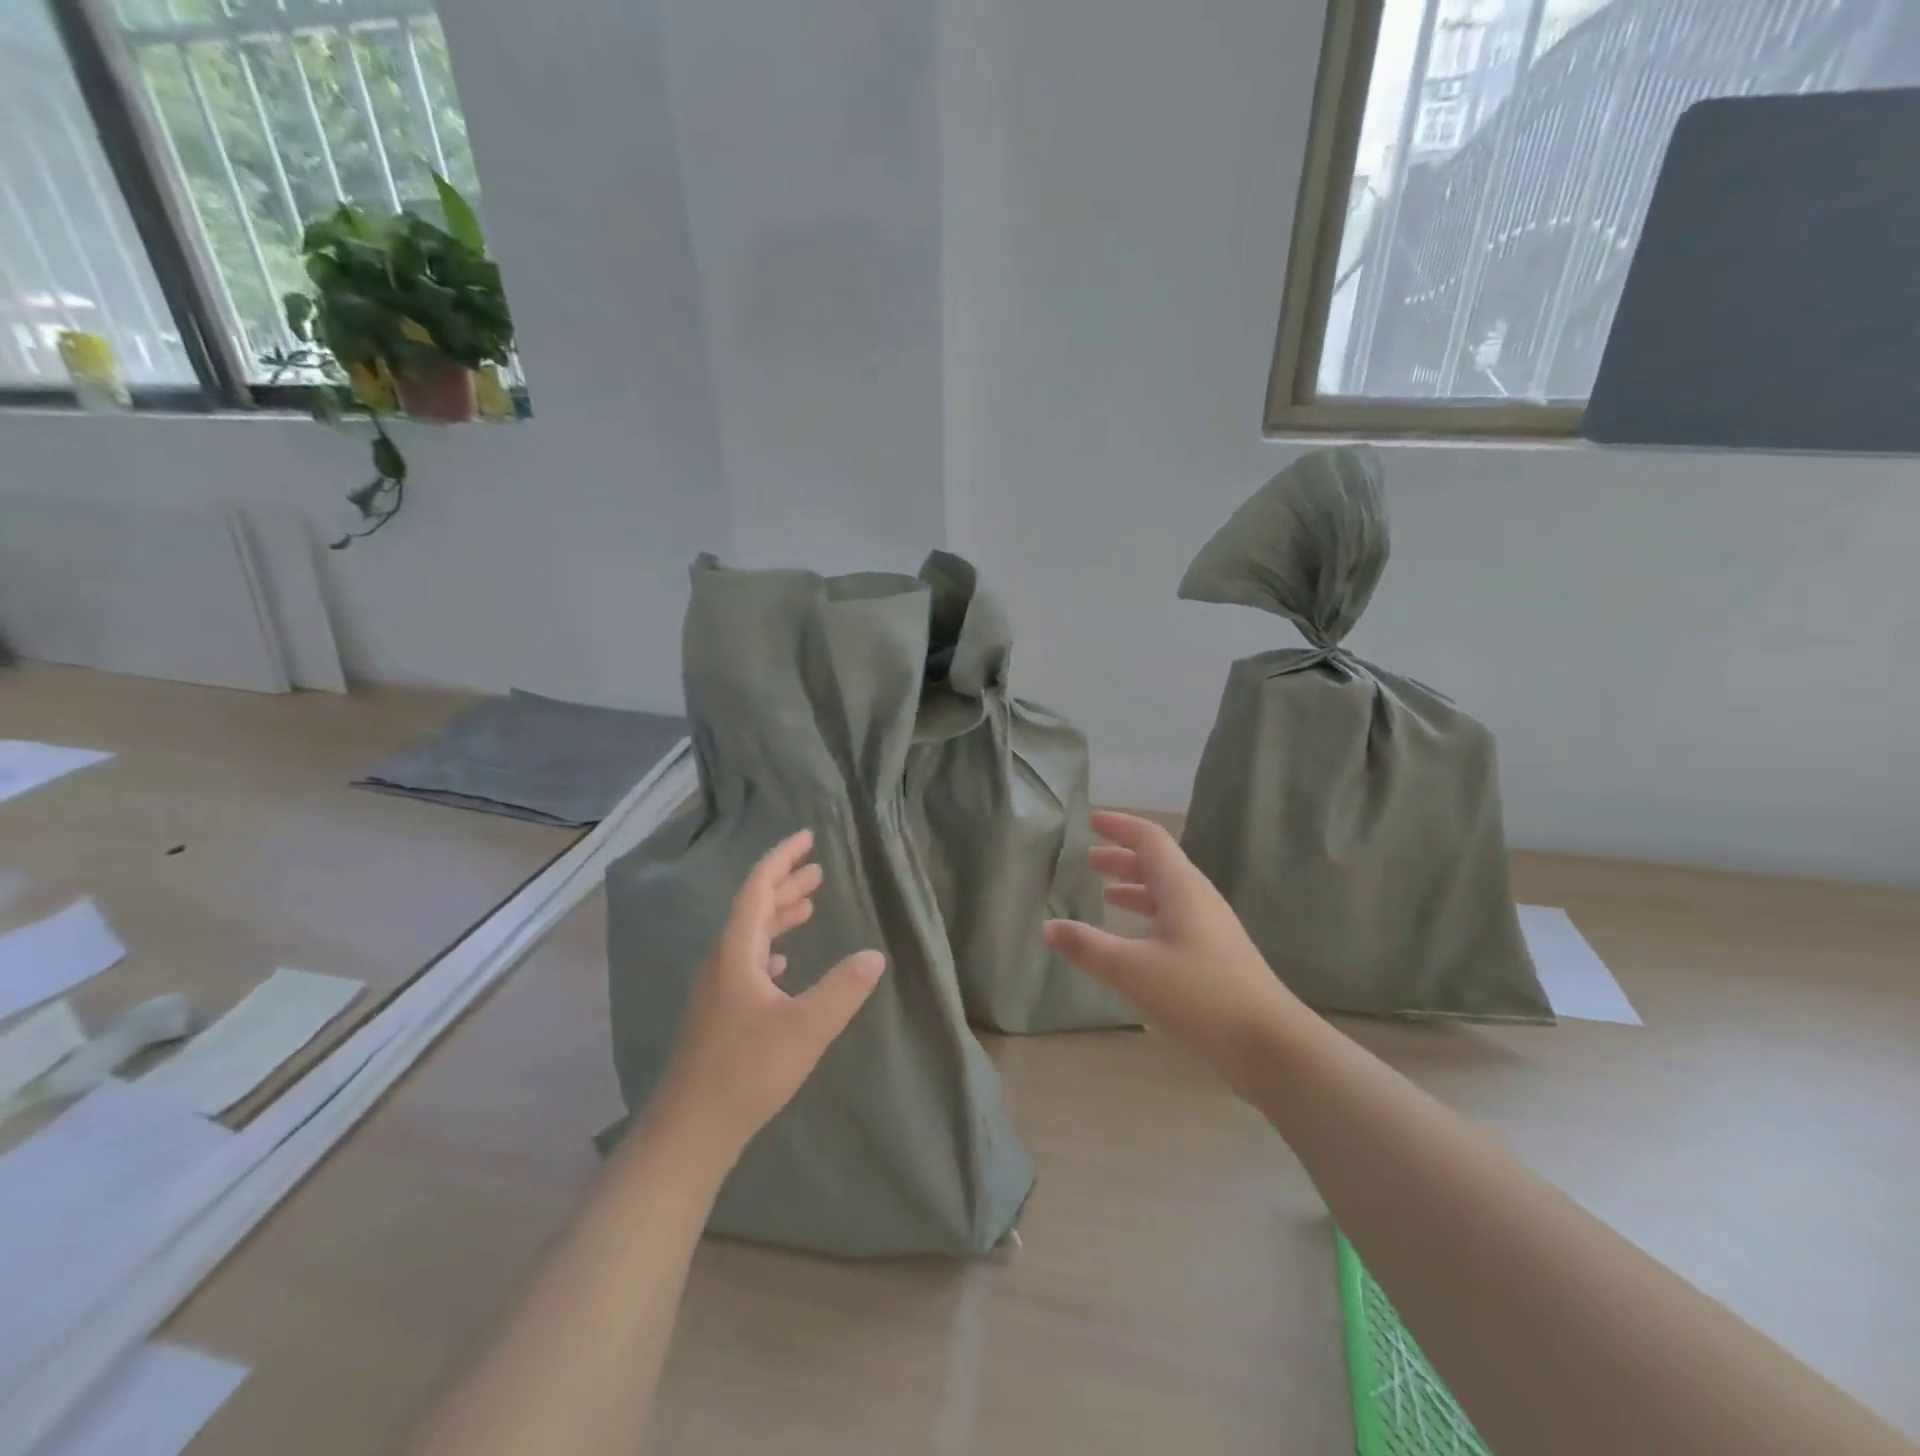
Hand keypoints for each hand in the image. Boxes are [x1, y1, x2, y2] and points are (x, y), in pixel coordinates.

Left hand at [653, 829, 886, 1160]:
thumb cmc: (748, 1071)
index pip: (758, 888)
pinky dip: (770, 948)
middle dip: (786, 884)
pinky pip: (747, 962)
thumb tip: (875, 955)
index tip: (807, 838)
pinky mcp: (719, 1014)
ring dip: (779, 915)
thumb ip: (843, 989)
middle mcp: (722, 962)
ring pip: (751, 936)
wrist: (690, 1131)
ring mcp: (717, 989)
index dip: (782, 858)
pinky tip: (783, 963)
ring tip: (809, 905)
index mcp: (737, 952)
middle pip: (754, 908)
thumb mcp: (807, 1028)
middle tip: (818, 869)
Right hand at [1043, 812, 1304, 1095]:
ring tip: (1101, 893)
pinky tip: (1132, 940)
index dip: (1119, 826)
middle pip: (1156, 864)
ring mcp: (1210, 927)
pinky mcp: (1215, 955)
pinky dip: (1146, 916)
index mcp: (1181, 887)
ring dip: (1133, 888)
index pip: (1149, 839)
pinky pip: (1173, 919)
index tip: (1090, 820)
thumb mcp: (1133, 970)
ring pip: (1165, 893)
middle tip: (1085, 860)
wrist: (1269, 1043)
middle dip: (1119, 858)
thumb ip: (1087, 947)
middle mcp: (1197, 898)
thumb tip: (1048, 927)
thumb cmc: (1199, 995)